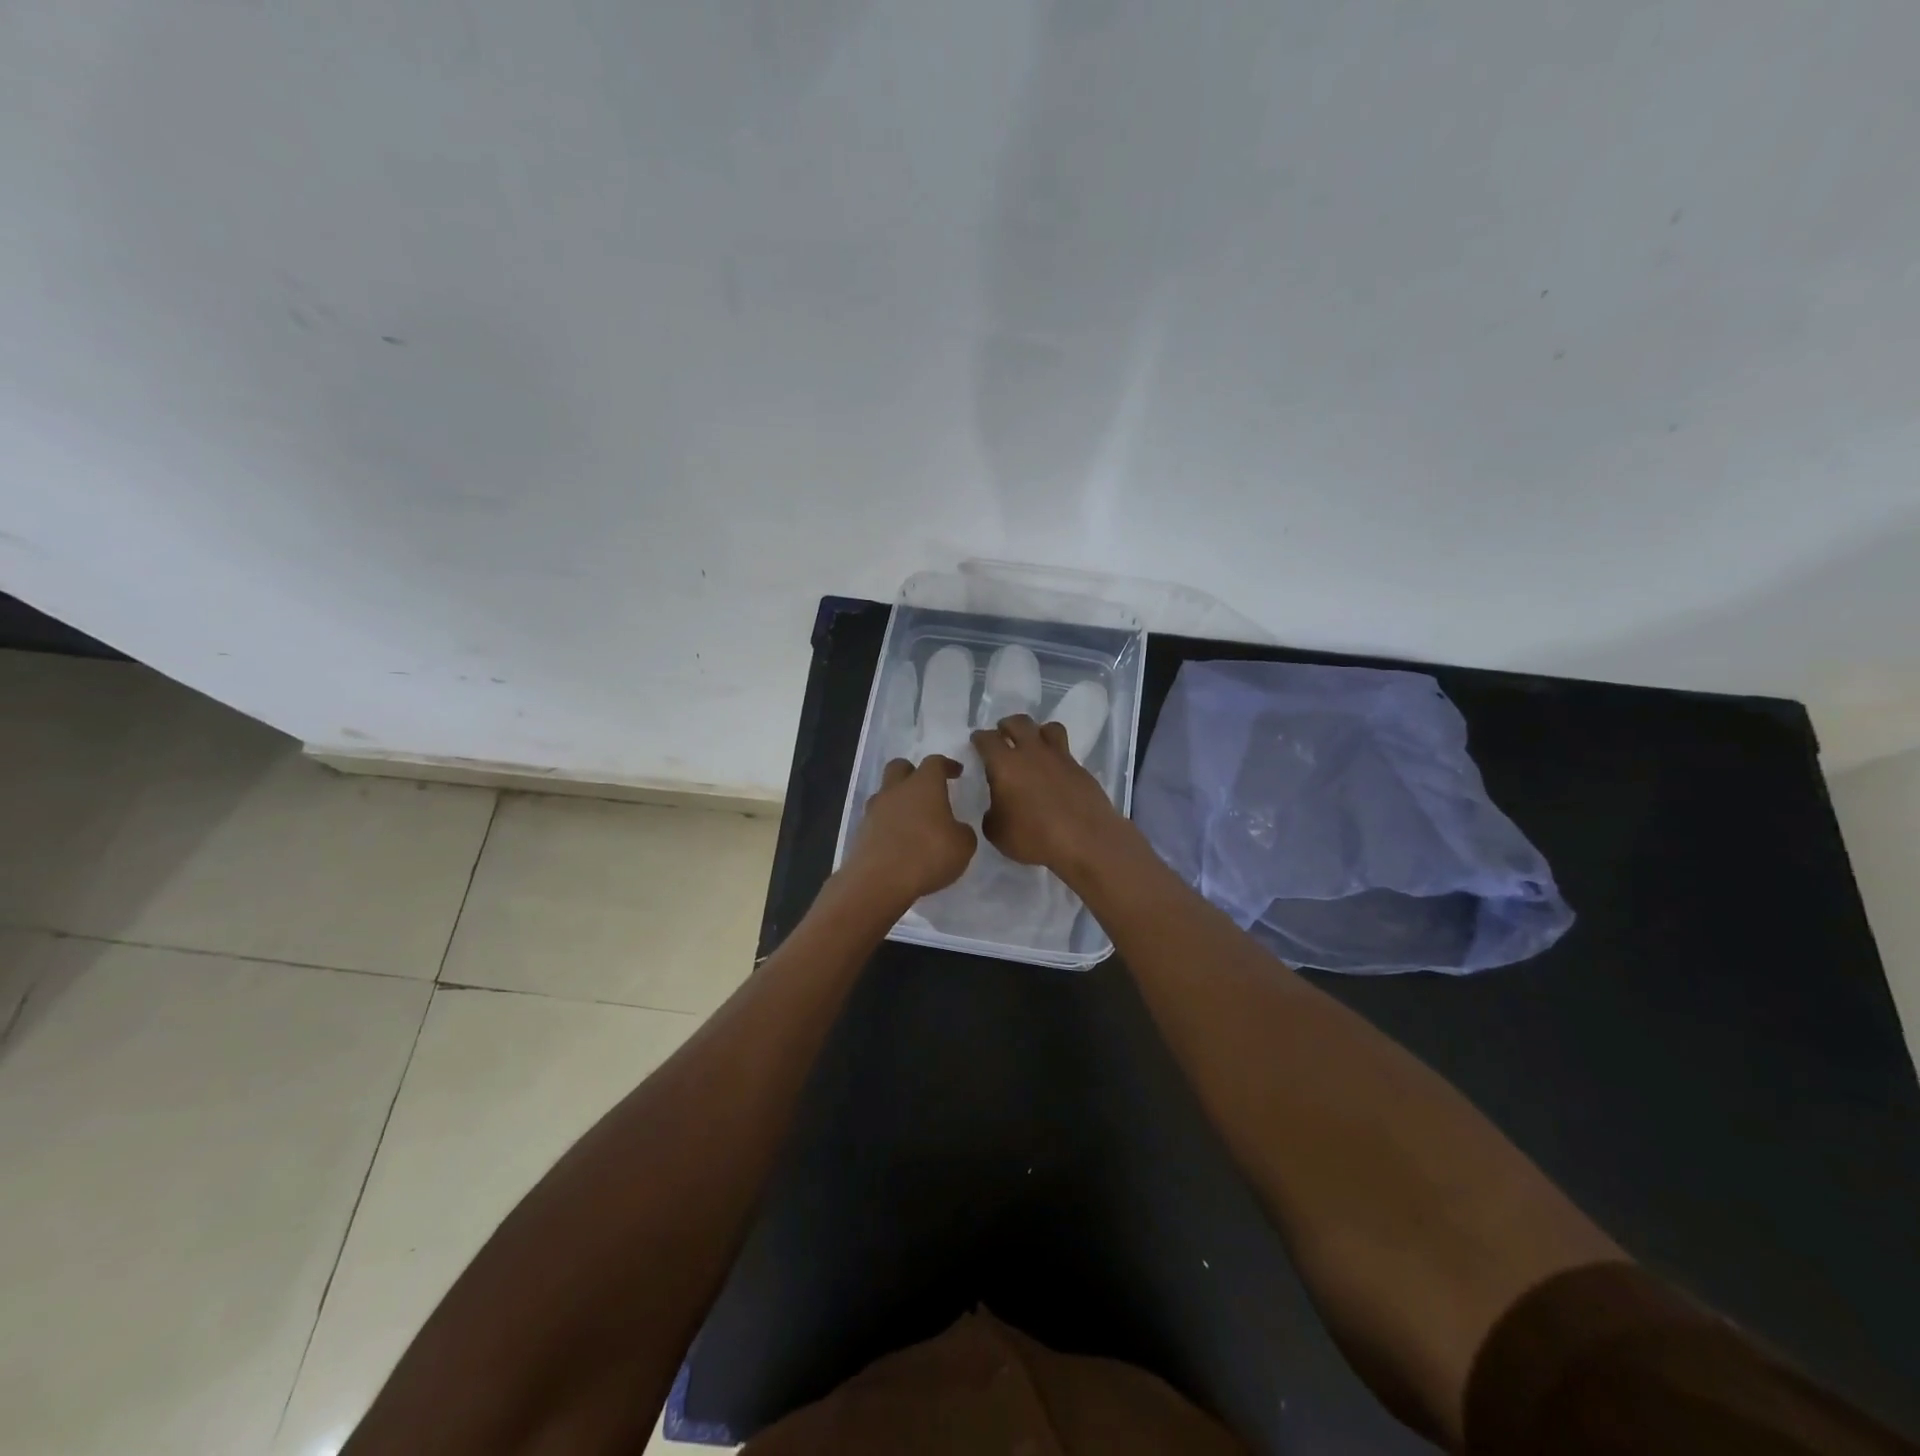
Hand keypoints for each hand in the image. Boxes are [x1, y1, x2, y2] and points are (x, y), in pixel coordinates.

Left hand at [844, 755, 977, 905]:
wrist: (878, 881)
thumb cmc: (927, 855)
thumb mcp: (963, 846)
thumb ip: (962, 831)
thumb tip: (956, 829)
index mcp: (923, 785)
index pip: (935, 763)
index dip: (947, 765)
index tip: (956, 772)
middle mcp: (896, 790)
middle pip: (899, 767)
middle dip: (913, 772)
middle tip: (927, 788)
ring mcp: (874, 810)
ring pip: (885, 794)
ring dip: (898, 801)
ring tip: (912, 820)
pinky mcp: (860, 832)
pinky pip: (876, 820)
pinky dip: (888, 825)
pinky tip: (898, 842)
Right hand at [970, 715, 1129, 878]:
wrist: (1085, 841)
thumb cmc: (1034, 837)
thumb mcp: (996, 832)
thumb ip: (992, 813)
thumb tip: (997, 806)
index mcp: (1005, 764)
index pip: (987, 739)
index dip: (979, 739)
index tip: (977, 742)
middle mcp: (1032, 752)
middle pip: (1019, 723)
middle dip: (1007, 725)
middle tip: (1003, 735)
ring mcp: (1060, 757)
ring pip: (1048, 728)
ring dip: (1037, 732)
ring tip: (1033, 745)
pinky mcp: (1080, 768)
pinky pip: (1065, 751)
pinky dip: (1056, 755)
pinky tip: (1054, 772)